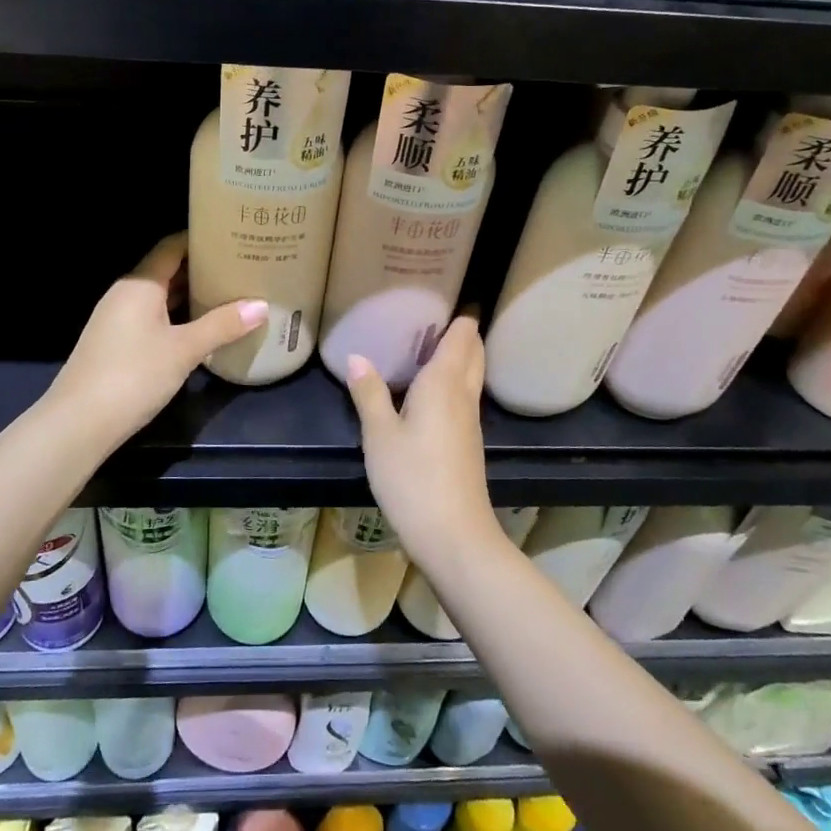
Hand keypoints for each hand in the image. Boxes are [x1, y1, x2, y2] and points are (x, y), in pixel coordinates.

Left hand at [48, 234, 266, 448]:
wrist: (79, 423)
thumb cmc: (134, 375)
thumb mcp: (184, 350)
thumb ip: (222, 326)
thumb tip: (262, 306)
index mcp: (140, 284)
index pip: (172, 246)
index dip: (202, 239)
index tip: (234, 239)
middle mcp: (126, 293)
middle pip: (167, 269)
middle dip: (202, 268)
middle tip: (241, 268)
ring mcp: (118, 319)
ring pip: (160, 296)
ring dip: (191, 295)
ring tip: (229, 294)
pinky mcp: (116, 342)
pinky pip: (153, 317)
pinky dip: (177, 316)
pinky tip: (201, 327)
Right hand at [343, 316, 501, 565]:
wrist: (454, 535)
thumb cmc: (413, 478)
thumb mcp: (379, 434)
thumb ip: (369, 393)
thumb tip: (357, 357)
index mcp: (444, 383)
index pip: (462, 335)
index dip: (459, 314)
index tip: (442, 294)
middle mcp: (463, 395)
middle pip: (473, 352)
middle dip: (461, 331)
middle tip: (431, 315)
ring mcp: (470, 421)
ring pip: (471, 375)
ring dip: (459, 356)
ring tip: (427, 344)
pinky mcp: (468, 443)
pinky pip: (465, 397)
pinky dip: (454, 381)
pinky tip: (430, 390)